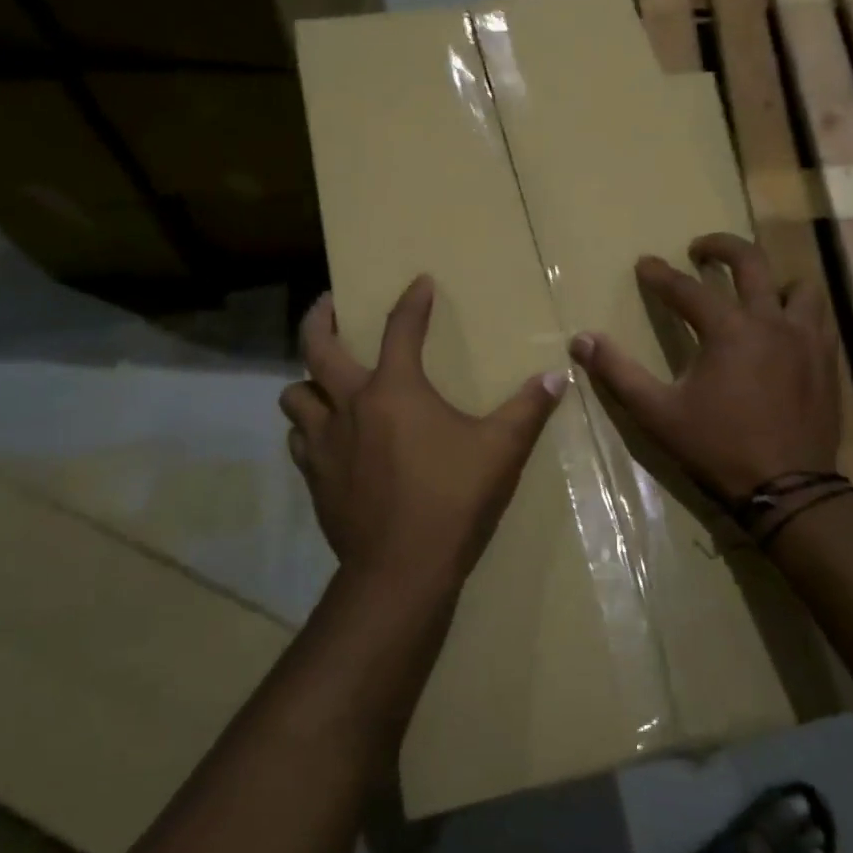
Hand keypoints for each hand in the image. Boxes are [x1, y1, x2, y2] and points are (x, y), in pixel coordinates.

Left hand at [280, 276, 565, 594]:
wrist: (401, 570)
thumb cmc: (453, 500)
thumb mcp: (500, 451)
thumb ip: (528, 410)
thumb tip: (557, 377)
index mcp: (394, 390)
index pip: (401, 328)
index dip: (412, 301)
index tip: (419, 282)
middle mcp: (350, 406)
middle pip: (316, 348)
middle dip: (318, 318)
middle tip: (328, 305)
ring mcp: (325, 443)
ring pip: (295, 396)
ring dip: (307, 382)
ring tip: (324, 382)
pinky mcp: (315, 478)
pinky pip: (299, 440)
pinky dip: (309, 429)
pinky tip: (328, 437)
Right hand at [570, 233, 843, 503]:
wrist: (788, 489)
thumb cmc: (717, 448)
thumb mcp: (657, 413)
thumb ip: (618, 373)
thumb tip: (582, 340)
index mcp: (729, 330)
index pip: (687, 289)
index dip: (661, 275)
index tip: (645, 264)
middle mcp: (771, 321)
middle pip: (751, 262)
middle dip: (721, 247)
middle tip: (700, 250)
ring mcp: (806, 339)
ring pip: (798, 286)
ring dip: (772, 280)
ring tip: (753, 291)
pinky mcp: (827, 361)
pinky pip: (819, 318)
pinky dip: (799, 312)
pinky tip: (784, 330)